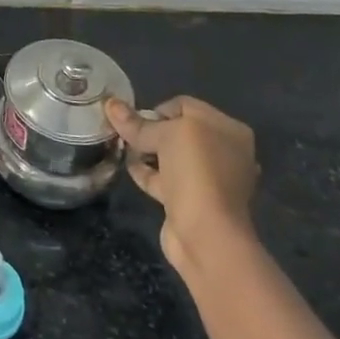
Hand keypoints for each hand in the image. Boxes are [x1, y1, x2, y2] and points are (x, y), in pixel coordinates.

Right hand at [106, 94, 258, 277]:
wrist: (206, 234)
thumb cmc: (195, 172)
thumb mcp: (166, 135)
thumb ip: (138, 122)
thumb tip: (110, 104)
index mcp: (229, 129)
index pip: (185, 105)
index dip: (157, 109)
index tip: (136, 122)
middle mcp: (224, 151)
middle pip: (177, 131)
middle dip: (150, 131)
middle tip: (126, 136)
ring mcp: (210, 178)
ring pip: (170, 156)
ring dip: (146, 152)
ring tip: (124, 151)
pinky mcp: (193, 200)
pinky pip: (166, 178)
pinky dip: (148, 172)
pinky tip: (130, 169)